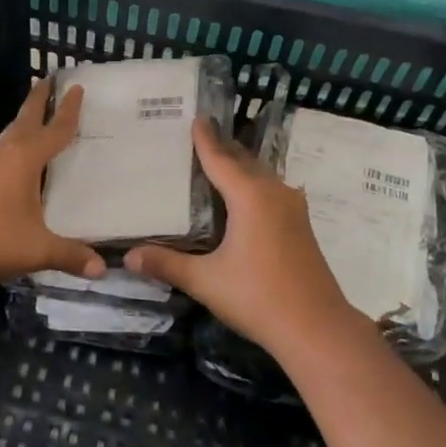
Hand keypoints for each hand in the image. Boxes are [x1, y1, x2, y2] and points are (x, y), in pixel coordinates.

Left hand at [0, 76, 104, 287]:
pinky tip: (16, 164)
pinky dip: (13, 148)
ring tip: (38, 121)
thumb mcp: (36, 249)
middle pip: (25, 118)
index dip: (68, 109)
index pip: (54, 128)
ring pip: (9, 136)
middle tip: (49, 79)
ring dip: (24, 124)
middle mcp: (3, 152)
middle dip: (38, 99)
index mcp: (24, 158)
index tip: (77, 87)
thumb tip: (102, 268)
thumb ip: (69, 255)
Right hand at [125, 119, 366, 360]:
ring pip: (261, 176)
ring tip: (215, 163)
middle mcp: (274, 193)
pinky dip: (252, 185)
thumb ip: (167, 264)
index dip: (205, 139)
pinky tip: (241, 199)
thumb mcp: (206, 281)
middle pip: (243, 161)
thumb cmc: (258, 298)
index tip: (195, 118)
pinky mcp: (301, 226)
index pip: (221, 159)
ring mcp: (292, 208)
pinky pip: (271, 191)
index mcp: (250, 196)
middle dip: (222, 148)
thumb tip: (128, 257)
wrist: (317, 329)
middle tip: (198, 137)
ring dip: (239, 167)